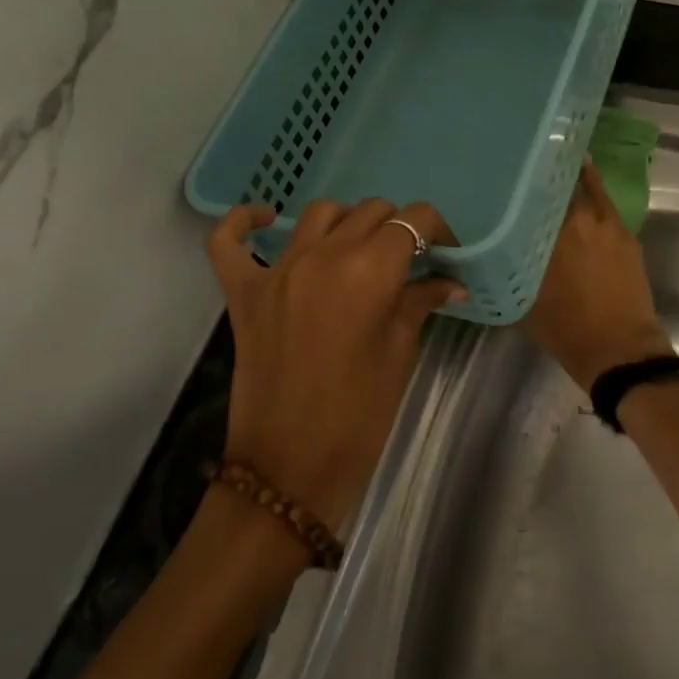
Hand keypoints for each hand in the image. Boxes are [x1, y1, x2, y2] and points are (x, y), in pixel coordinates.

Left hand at [205, 198, 464, 531]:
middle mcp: (321, 256)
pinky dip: (244, 221)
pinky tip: (265, 220)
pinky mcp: (242, 291)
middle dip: (397, 228)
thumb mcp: (400, 355)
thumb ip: (420, 304)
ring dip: (346, 222)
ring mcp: (276, 271)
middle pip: (370, 211)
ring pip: (318, 214)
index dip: (435, 230)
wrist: (290, 467)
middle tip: (407, 262)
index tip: (443, 253)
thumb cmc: (359, 417)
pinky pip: (228, 240)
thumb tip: (450, 282)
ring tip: (358, 250)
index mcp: (368, 272)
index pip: (412, 221)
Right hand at [523, 160, 672, 390]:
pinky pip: (607, 206)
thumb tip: (491, 251)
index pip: (534, 192)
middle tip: (532, 167)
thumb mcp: (523, 299)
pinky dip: (596, 195)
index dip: (523, 178)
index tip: (510, 169)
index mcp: (550, 233)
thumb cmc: (565, 328)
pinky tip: (585, 196)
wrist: (618, 349)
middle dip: (549, 174)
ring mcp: (608, 225)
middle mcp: (579, 220)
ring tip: (561, 167)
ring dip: (576, 178)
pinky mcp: (627, 237)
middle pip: (564, 183)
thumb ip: (509, 268)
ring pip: (591, 190)